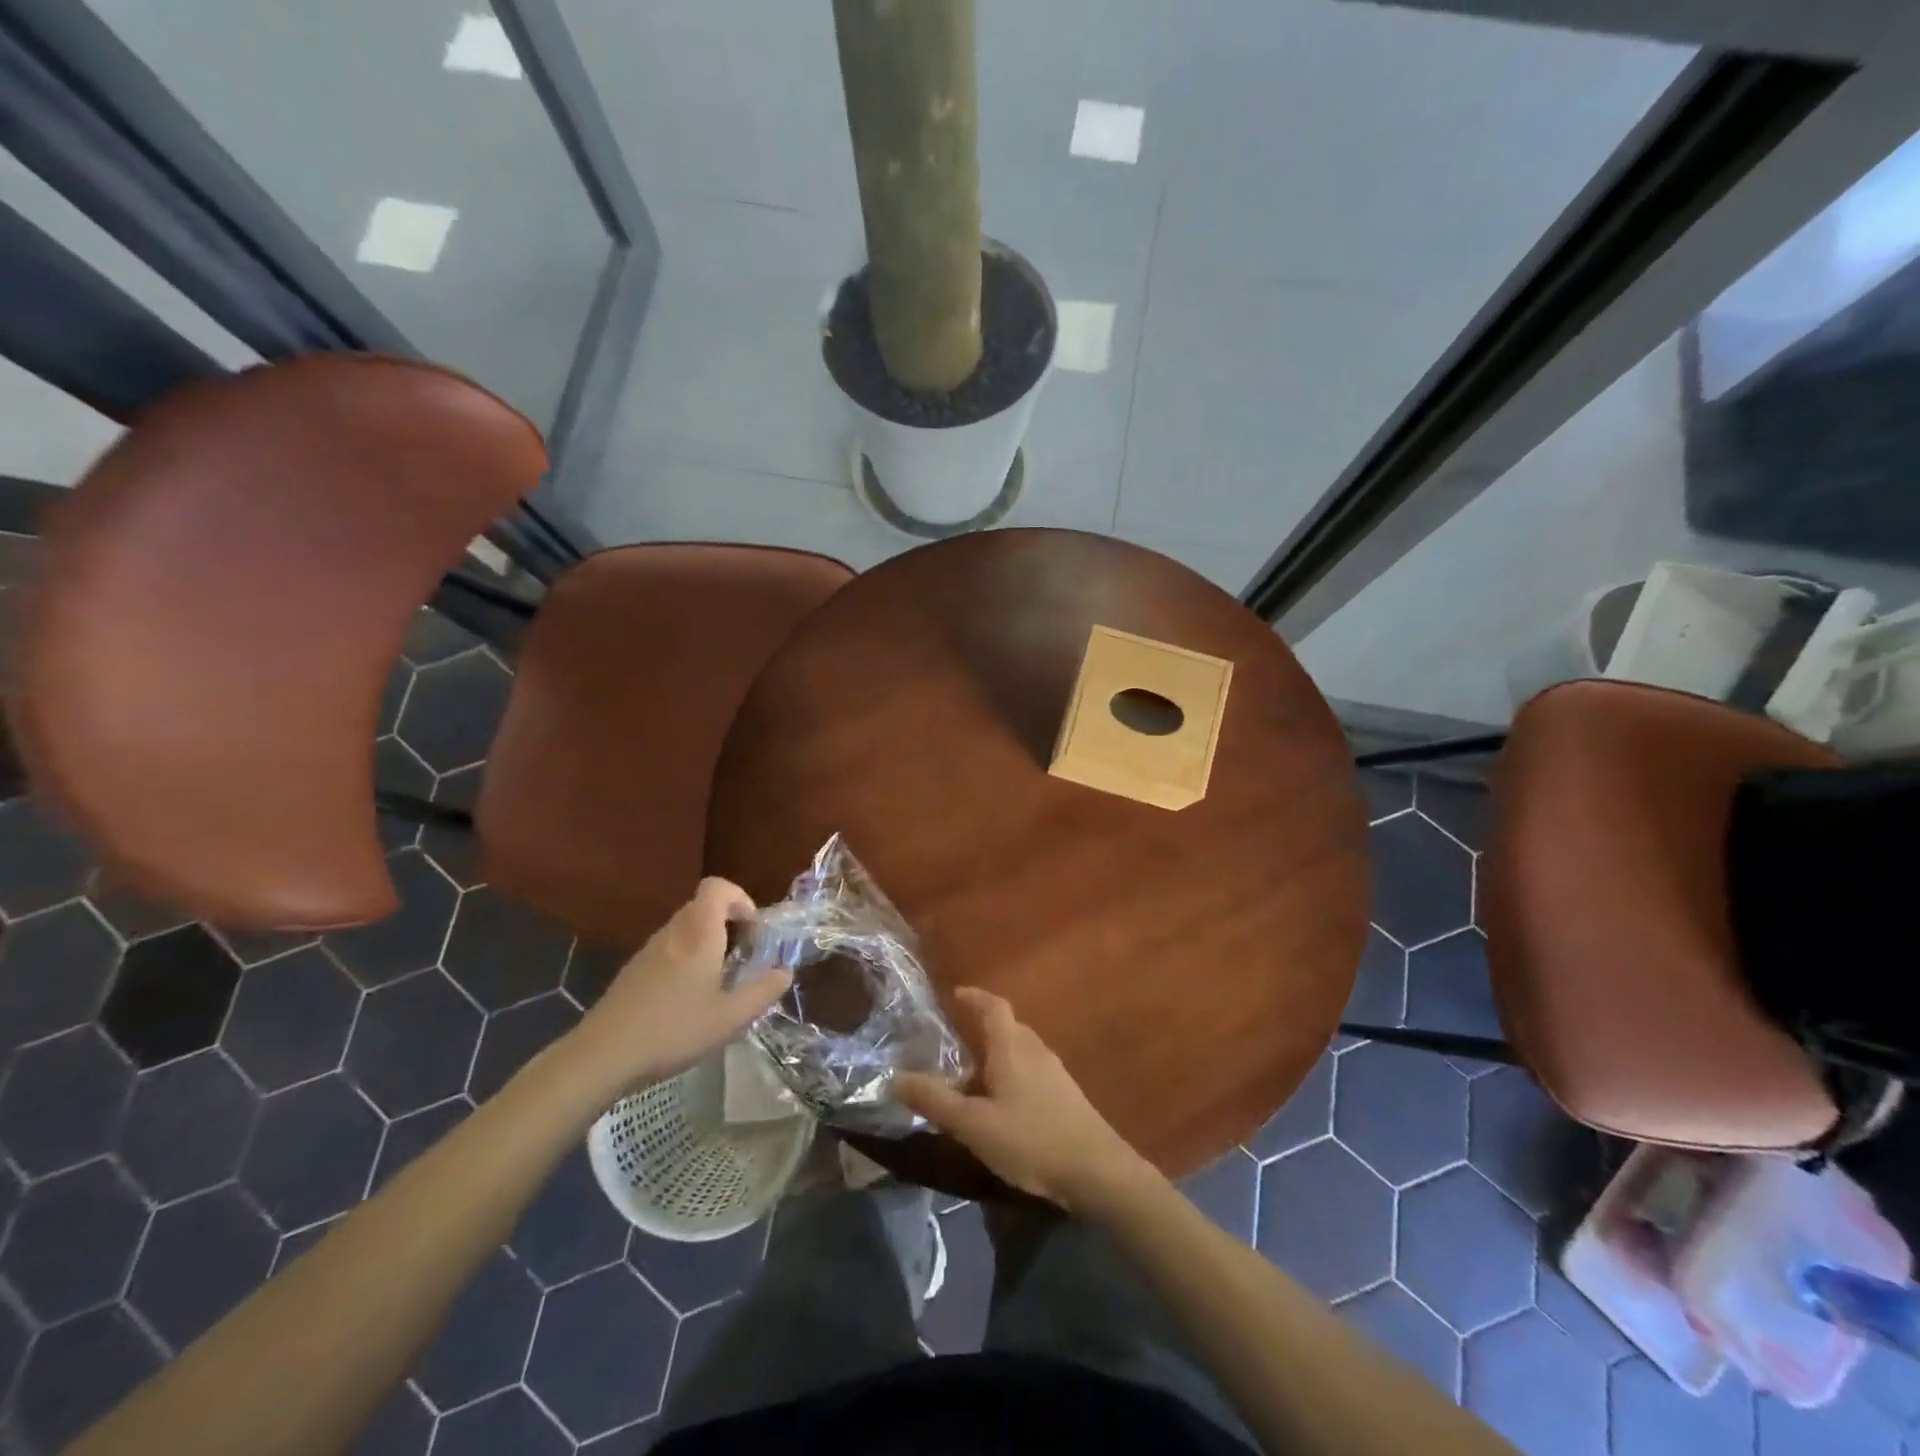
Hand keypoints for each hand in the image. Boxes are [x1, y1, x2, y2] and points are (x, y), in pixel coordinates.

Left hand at [567, 879, 791, 1095]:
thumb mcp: (730, 1018)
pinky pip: (669, 948)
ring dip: (707, 941)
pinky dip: (686, 958)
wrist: (602, 1056)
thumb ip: (762, 992)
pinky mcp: (634, 970)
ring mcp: (649, 950)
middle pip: (703, 906)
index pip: (717, 887)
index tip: (753, 929)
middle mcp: (673, 932)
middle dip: (729, 922)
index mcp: (698, 934)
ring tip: (719, 980)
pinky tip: (688, 998)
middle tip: (743, 956)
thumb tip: (785, 972)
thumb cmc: (673, 1030)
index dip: (740, 898)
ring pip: (685, 928)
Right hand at [894, 988, 1151, 1213]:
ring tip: (972, 1081)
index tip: (956, 995)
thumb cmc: (1030, 1140)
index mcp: (1012, 1047)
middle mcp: (1035, 1050)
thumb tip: (894, 1077)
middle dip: (982, 1030)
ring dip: (996, 1057)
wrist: (1097, 1171)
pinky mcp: (1066, 1096)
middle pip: (1008, 1027)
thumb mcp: (973, 1124)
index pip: (993, 1006)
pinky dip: (1011, 1076)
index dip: (974, 997)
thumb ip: (934, 1101)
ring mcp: (1055, 1072)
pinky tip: (1002, 1107)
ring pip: (1020, 1052)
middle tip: (955, 1045)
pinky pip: (1031, 1072)